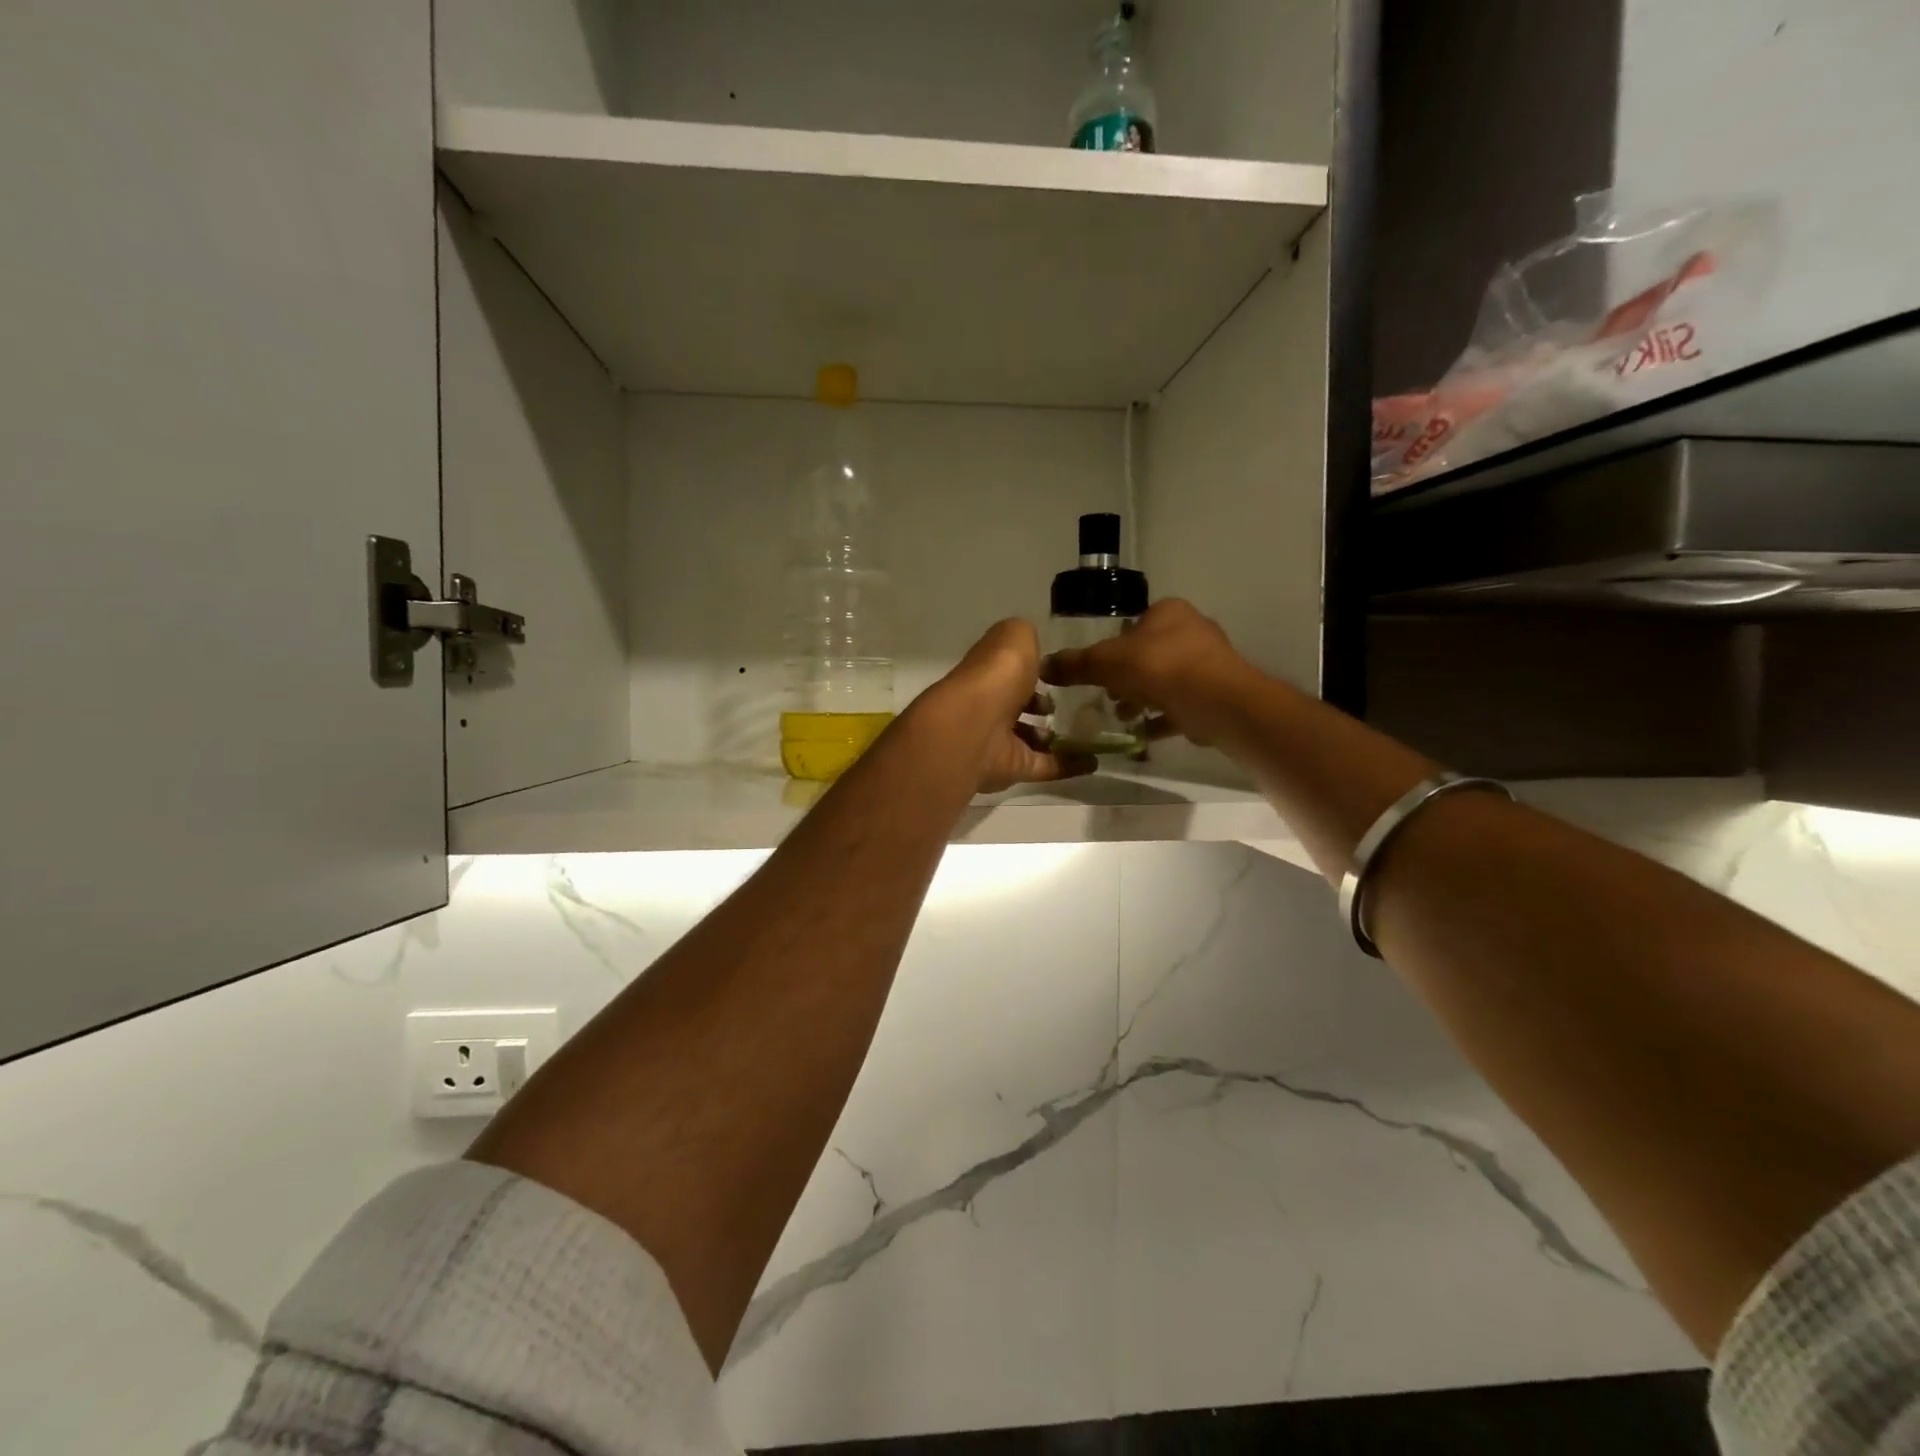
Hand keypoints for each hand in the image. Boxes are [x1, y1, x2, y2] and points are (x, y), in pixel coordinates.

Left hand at [923, 619, 1095, 793]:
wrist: (977, 726)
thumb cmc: (997, 675)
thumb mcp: (1015, 637)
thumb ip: (1025, 638)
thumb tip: (1033, 650)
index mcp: (989, 672)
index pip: (1010, 670)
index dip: (1031, 669)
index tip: (1057, 672)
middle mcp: (990, 705)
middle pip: (1017, 705)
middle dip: (1040, 705)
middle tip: (1069, 705)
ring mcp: (1000, 740)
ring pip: (1029, 738)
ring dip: (1053, 738)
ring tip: (1084, 732)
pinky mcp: (1014, 768)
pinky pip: (1046, 766)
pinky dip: (1070, 765)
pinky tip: (1095, 762)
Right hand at [1040, 599, 1257, 747]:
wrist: (1216, 701)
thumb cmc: (1159, 667)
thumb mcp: (1106, 662)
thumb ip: (1076, 664)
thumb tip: (1044, 665)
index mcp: (1169, 612)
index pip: (1133, 624)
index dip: (1112, 647)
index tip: (1097, 670)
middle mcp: (1192, 631)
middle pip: (1148, 654)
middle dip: (1126, 677)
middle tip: (1106, 696)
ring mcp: (1207, 664)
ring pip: (1165, 680)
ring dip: (1142, 699)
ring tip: (1121, 716)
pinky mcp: (1215, 694)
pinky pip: (1180, 705)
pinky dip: (1160, 718)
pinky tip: (1141, 734)